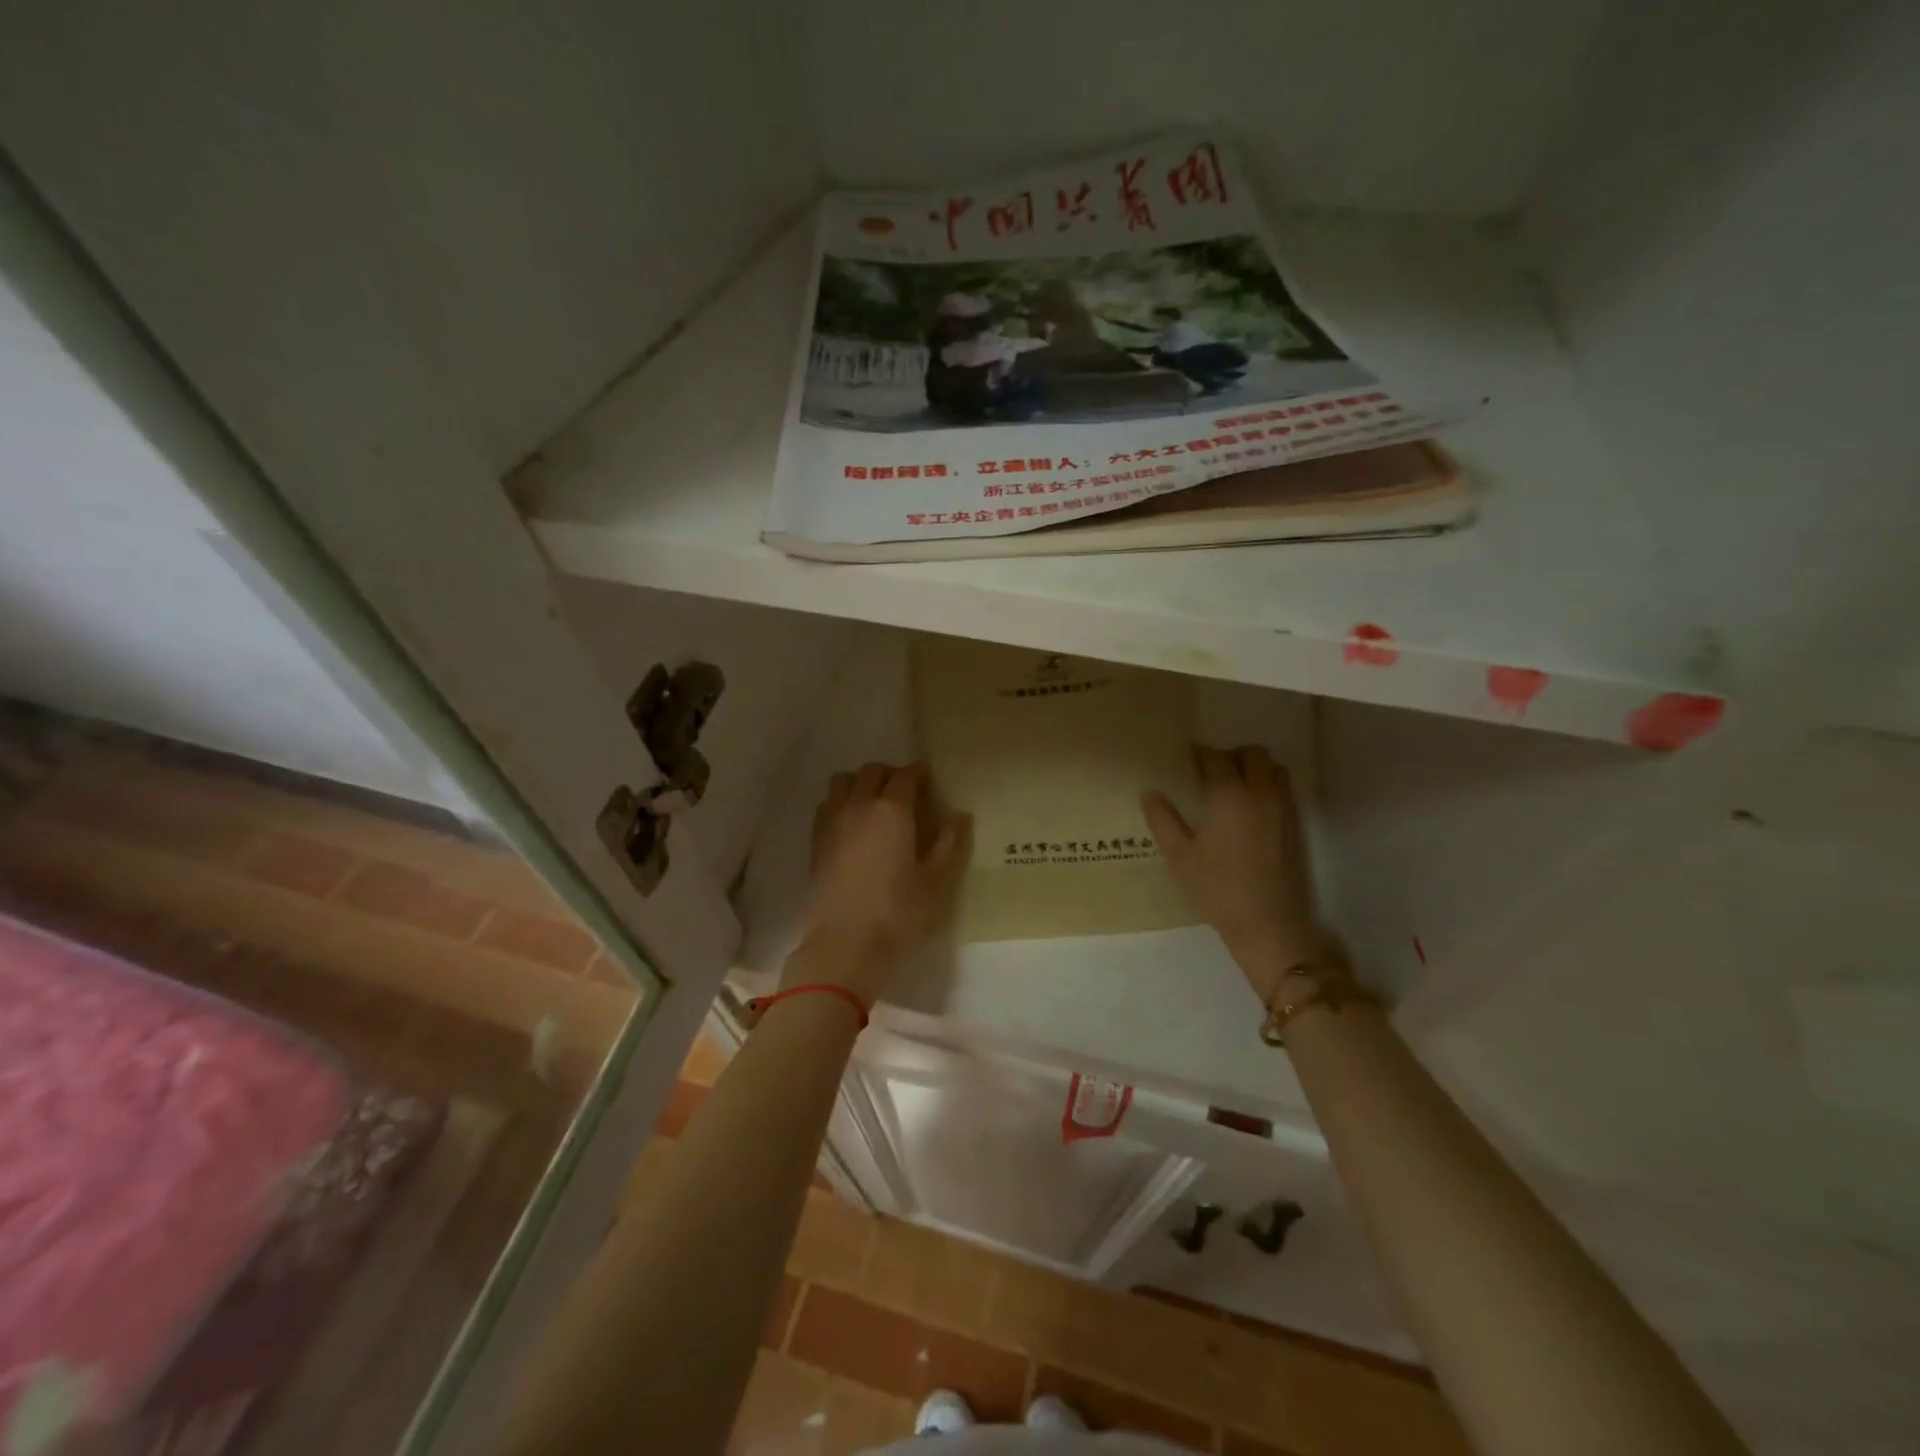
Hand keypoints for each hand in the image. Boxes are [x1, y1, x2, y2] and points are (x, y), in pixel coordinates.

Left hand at [788, 761, 971, 1002]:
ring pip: (843, 782)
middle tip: (905, 793)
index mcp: (892, 810)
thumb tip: (959, 815)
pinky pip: (828, 804)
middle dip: (890, 774)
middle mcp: (859, 805)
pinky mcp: (816, 841)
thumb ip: (949, 843)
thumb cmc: (898, 913)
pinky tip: (853, 825)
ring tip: (875, 804)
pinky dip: (842, 802)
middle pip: (872, 771)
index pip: (906, 776)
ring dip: (860, 783)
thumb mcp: (935, 881)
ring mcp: (832, 821)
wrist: (844, 944)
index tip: (928, 780)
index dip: (919, 773)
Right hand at [1141, 746, 1321, 1003]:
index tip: (1184, 763)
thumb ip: (1162, 819)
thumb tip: (1150, 792)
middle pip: (1251, 753)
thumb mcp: (1179, 855)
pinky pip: (1284, 788)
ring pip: (1273, 768)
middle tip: (1209, 774)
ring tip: (1232, 788)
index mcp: (1228, 795)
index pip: (1215, 757)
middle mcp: (1259, 793)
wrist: (1267, 923)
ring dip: (1253, 768)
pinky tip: (1248, 810)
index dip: (1198, 755)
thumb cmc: (1216, 888)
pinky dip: (1267, 785)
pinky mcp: (1294, 824)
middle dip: (1230, 756)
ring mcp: (1282, 808)